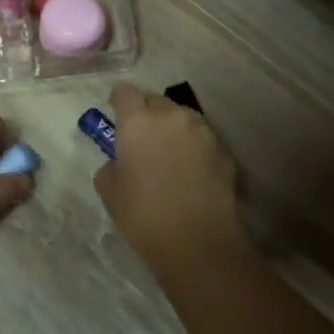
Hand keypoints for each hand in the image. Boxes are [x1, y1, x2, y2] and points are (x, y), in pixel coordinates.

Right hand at [92, 84, 249, 278]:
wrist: (198, 241)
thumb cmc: (144, 215)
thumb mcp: (109, 192)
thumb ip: (111, 166)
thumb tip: (120, 162)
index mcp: (138, 121)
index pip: (125, 92)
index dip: (118, 103)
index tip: (116, 117)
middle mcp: (172, 116)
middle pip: (156, 102)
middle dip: (147, 114)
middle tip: (142, 141)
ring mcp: (203, 131)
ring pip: (182, 118)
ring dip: (172, 129)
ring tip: (169, 157)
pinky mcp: (224, 150)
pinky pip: (202, 139)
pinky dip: (193, 148)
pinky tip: (190, 173)